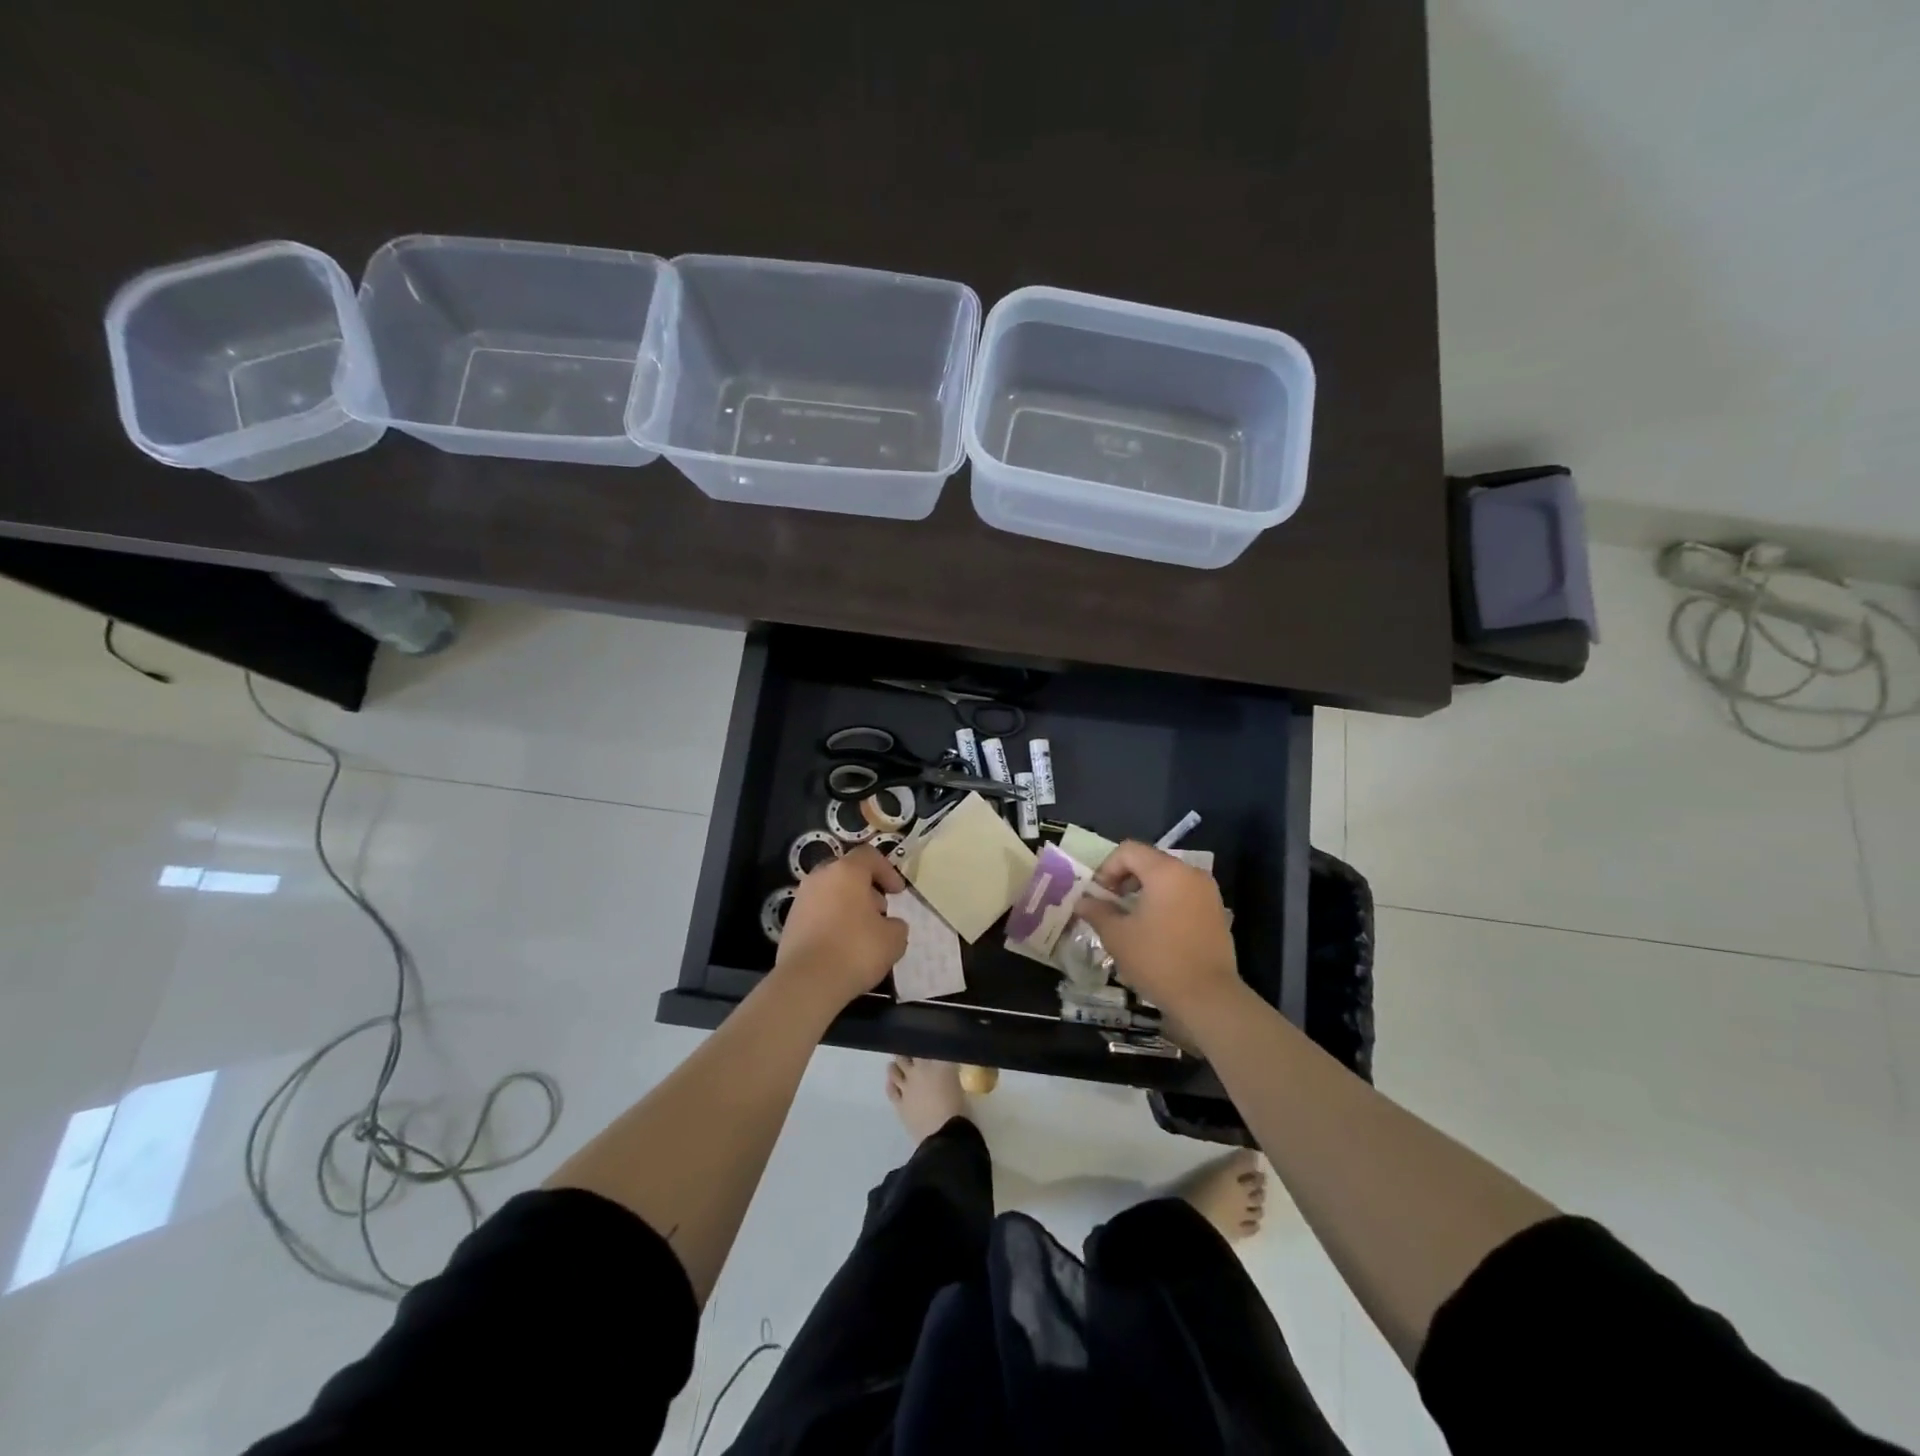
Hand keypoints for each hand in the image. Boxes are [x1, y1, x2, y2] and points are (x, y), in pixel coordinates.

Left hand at [775, 846, 909, 1008]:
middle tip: (881, 911)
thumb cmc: (856, 950)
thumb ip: (897, 925)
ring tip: (862, 932)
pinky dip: (832, 921)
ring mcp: (801, 899)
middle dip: (867, 889)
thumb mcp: (893, 939)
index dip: (888, 871)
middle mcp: (820, 877)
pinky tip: (841, 945)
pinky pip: (818, 912)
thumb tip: (890, 924)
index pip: (869, 856)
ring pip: (831, 893)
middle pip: (847, 873)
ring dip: (848, 906)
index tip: (898, 893)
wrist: (807, 981)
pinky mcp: (790, 922)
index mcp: (846, 871)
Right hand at [1077, 841, 1243, 1022]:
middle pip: (1149, 861)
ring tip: (1131, 918)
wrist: (1209, 997)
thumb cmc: (1158, 960)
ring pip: (1168, 878)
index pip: (1129, 850)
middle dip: (1125, 878)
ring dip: (1144, 891)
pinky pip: (1184, 894)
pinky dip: (1165, 902)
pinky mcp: (1216, 912)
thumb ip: (1097, 912)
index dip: (1107, 867)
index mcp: (1166, 871)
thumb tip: (1082, 902)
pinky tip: (1155, 930)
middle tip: (1110, 904)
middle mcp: (1190, 873)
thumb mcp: (1118, 936)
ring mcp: (1208, 892)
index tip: (1099, 894)